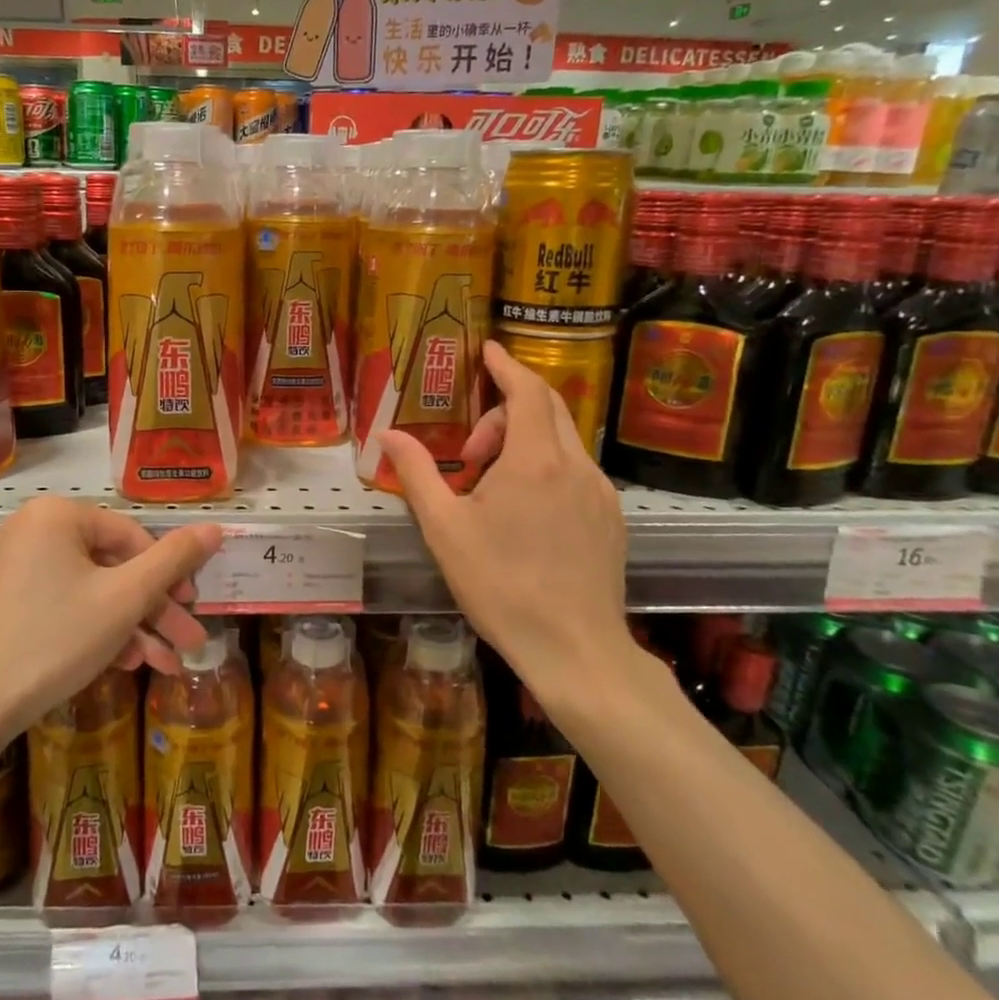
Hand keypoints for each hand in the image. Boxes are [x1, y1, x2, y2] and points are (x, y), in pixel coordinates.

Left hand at [0, 497, 222, 734]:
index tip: (193, 608)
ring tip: (166, 664)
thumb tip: (216, 527)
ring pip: (95, 590)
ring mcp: (20, 565)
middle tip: (189, 640)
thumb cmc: (57, 639)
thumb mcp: (126, 598)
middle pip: (115, 565)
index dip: (170, 574)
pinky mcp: (13, 598)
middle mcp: (35, 529)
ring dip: (134, 626)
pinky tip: (127, 663)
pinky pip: (69, 603)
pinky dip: (99, 629)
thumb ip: (174, 559)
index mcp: (58, 515)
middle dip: (155, 609)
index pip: (133, 536)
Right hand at [381, 341, 641, 722]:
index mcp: (534, 461)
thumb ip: (416, 473)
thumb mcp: (444, 529)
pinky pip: (577, 470)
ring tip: (491, 488)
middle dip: (506, 410)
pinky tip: (525, 511)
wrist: (575, 649)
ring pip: (563, 441)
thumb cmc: (501, 586)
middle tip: (470, 448)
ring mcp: (600, 492)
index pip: (527, 390)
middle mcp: (575, 465)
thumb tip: (386, 434)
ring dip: (524, 442)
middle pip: (548, 408)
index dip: (506, 365)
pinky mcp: (611, 518)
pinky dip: (547, 467)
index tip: (488, 350)